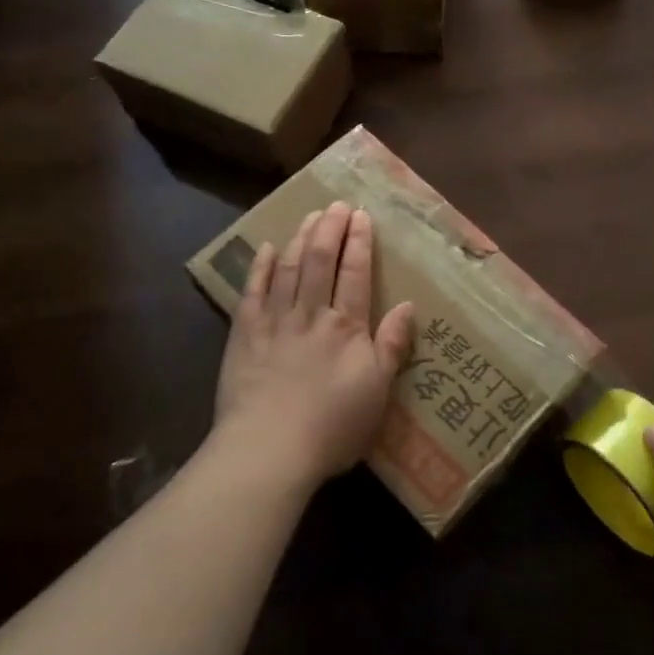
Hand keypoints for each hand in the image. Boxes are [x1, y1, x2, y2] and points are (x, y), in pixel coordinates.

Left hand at [214, 202, 414, 486]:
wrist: (269, 450)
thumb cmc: (332, 426)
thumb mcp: (378, 391)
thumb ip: (392, 346)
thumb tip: (409, 305)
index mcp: (347, 327)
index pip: (355, 273)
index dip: (359, 242)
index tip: (361, 215)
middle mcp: (312, 314)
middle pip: (321, 261)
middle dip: (330, 229)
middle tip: (336, 204)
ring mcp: (275, 321)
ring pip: (290, 268)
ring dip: (301, 238)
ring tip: (309, 216)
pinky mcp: (244, 334)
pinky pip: (253, 291)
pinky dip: (261, 267)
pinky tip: (268, 247)